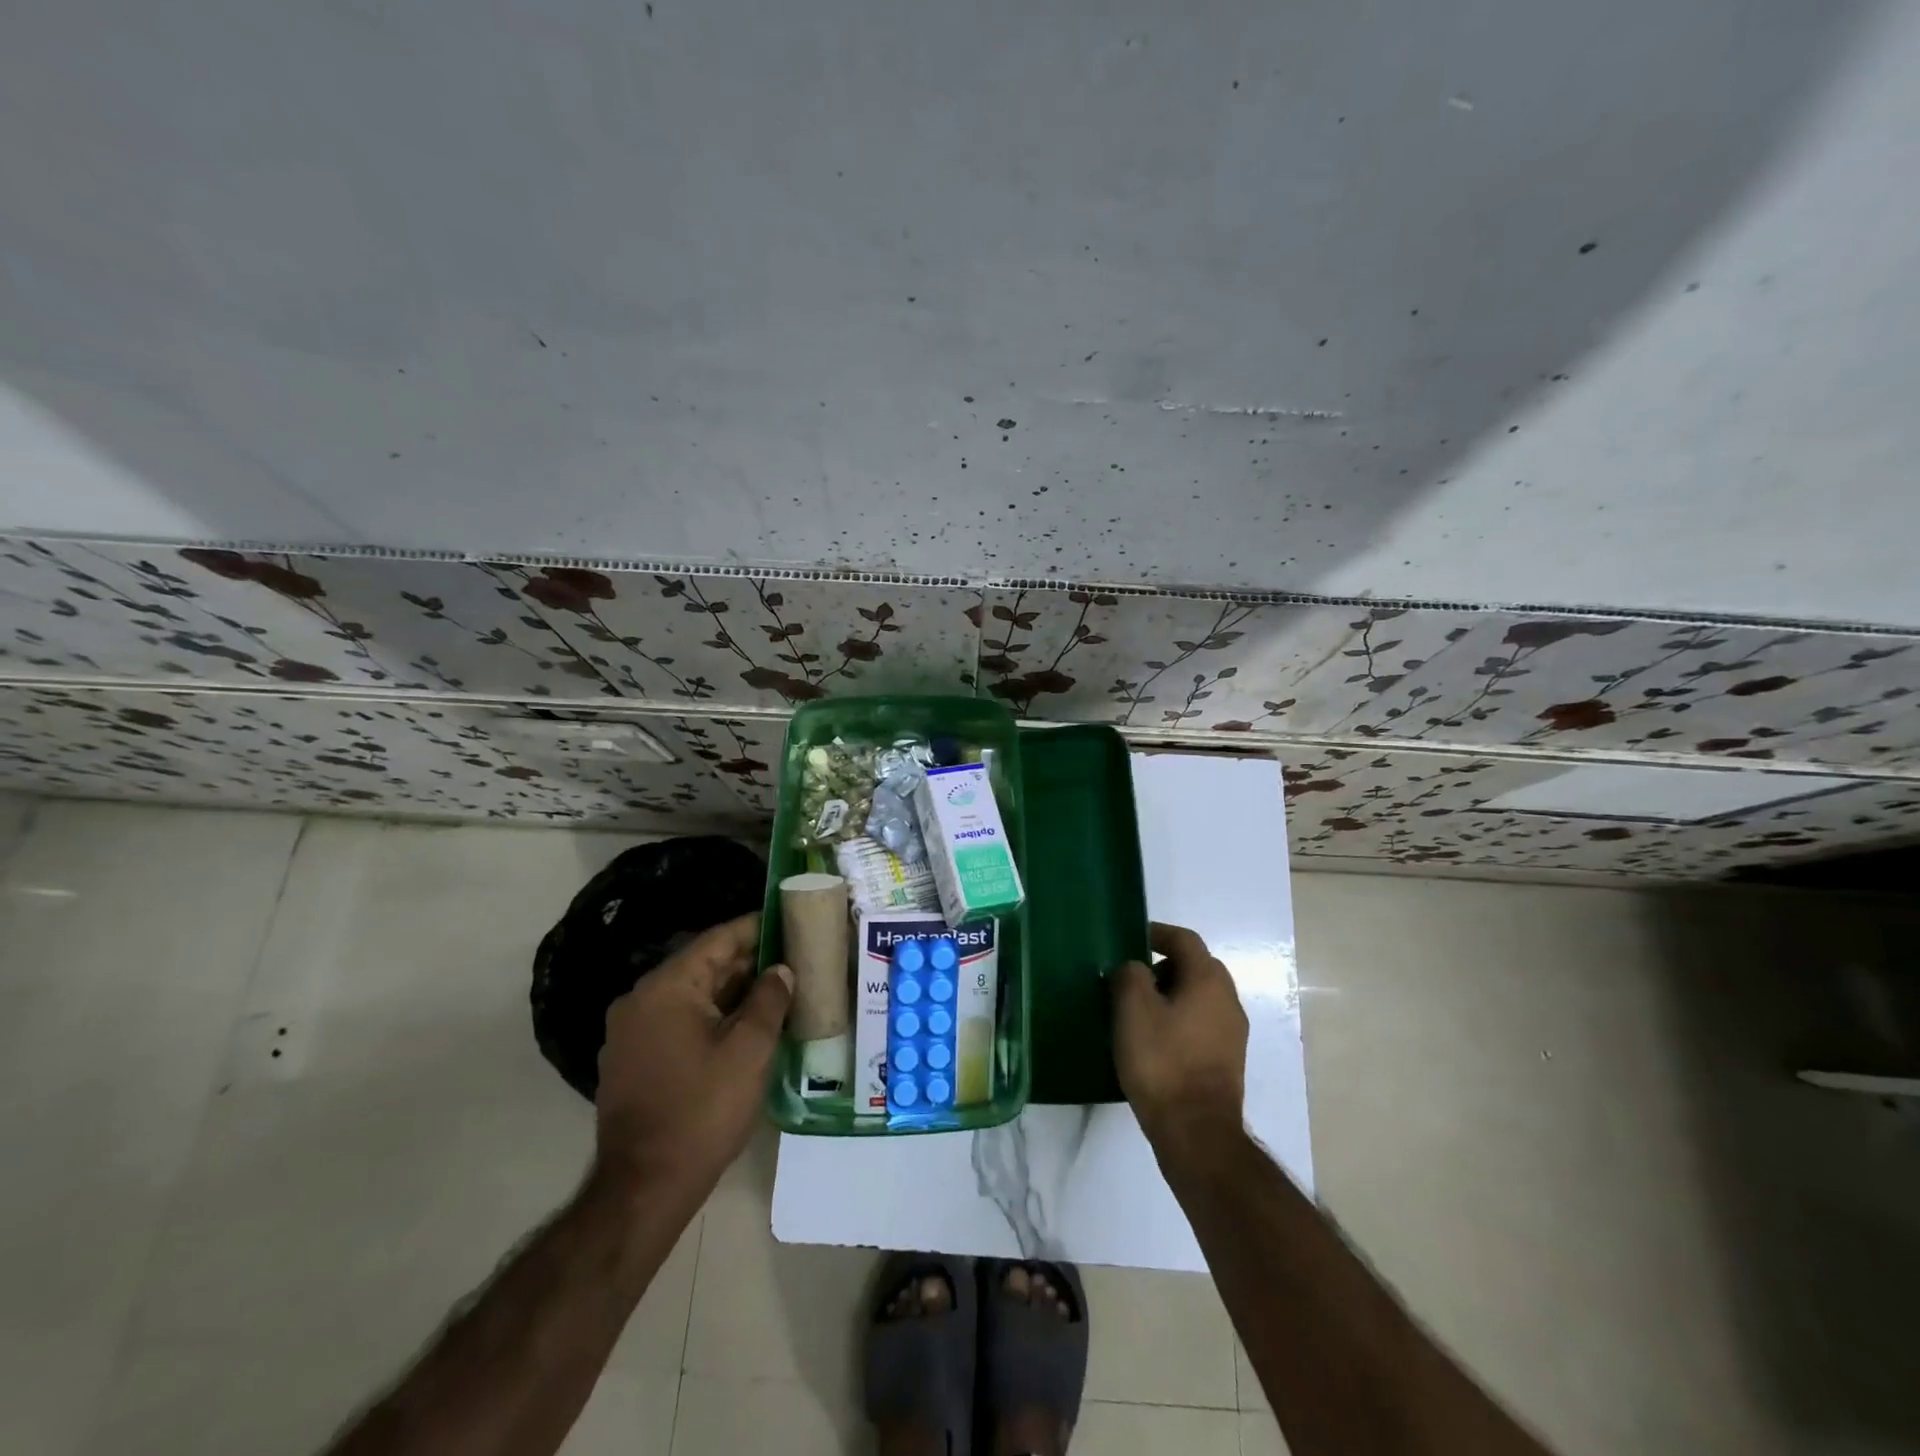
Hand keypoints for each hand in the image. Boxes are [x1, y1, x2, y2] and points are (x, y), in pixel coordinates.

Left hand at [592, 913, 792, 1207]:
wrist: (644, 1188)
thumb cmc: (702, 1111)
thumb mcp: (749, 1051)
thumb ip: (769, 1000)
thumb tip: (781, 970)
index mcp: (666, 988)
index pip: (717, 940)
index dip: (756, 928)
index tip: (788, 920)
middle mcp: (641, 1000)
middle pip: (703, 966)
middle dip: (748, 962)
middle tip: (792, 957)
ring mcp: (632, 1032)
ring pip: (692, 996)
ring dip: (732, 992)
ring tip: (777, 990)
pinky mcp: (634, 1060)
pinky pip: (678, 1021)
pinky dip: (712, 1017)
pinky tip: (745, 1027)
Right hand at [1113, 922, 1248, 1151]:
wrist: (1196, 1132)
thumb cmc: (1162, 1061)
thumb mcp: (1133, 1009)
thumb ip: (1129, 975)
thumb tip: (1133, 968)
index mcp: (1208, 980)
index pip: (1185, 940)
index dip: (1157, 933)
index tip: (1131, 938)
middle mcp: (1228, 1000)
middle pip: (1196, 967)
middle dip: (1163, 965)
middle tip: (1131, 977)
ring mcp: (1231, 1033)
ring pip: (1199, 997)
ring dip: (1170, 994)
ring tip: (1137, 1010)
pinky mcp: (1226, 1060)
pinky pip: (1201, 1023)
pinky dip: (1178, 1019)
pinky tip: (1154, 1039)